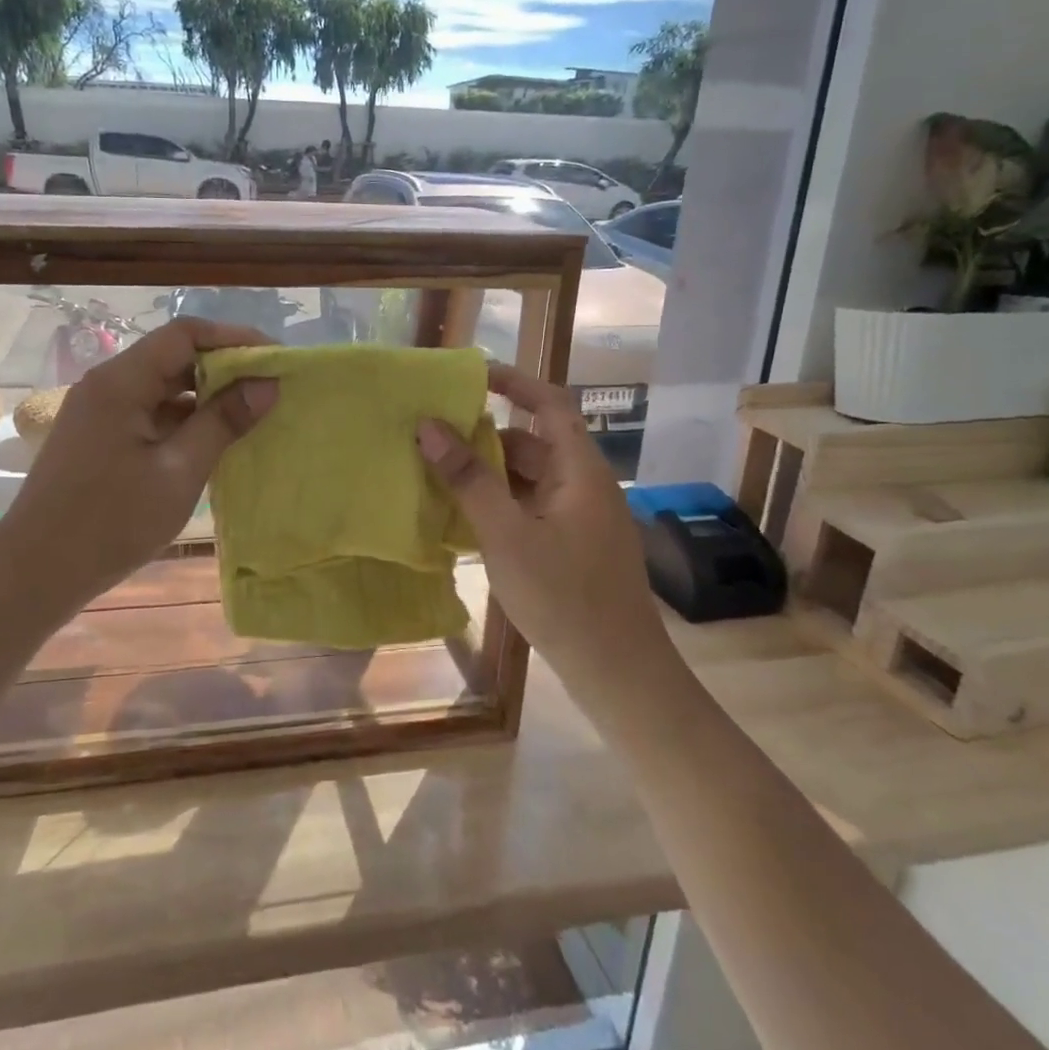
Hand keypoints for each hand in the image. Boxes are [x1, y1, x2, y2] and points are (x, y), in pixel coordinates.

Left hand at [0, 317, 277, 608]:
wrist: (36, 573)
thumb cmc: (111, 521)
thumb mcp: (179, 472)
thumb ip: (223, 422)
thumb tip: (267, 384)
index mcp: (122, 381)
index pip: (185, 335)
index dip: (234, 338)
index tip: (275, 357)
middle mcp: (107, 385)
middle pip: (173, 357)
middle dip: (224, 368)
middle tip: (270, 387)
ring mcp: (100, 411)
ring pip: (162, 386)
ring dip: (205, 396)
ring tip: (250, 413)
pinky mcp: (99, 437)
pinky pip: (149, 412)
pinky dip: (183, 419)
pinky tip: (212, 441)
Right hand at [417, 364, 663, 676]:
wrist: (619, 674)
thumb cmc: (564, 597)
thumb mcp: (506, 535)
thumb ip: (467, 479)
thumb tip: (428, 426)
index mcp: (581, 471)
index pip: (550, 404)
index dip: (514, 382)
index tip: (469, 375)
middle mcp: (585, 486)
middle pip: (534, 443)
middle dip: (486, 436)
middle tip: (435, 435)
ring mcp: (582, 519)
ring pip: (530, 479)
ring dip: (490, 474)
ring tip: (440, 476)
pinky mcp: (574, 547)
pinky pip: (532, 508)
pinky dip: (501, 504)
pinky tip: (466, 519)